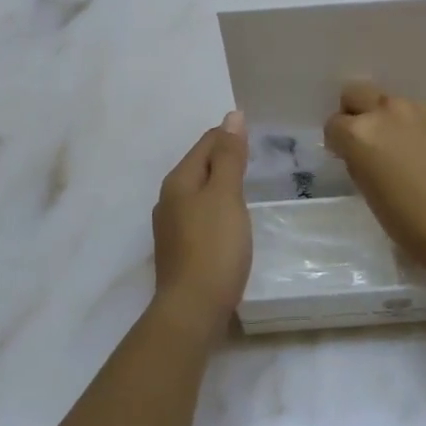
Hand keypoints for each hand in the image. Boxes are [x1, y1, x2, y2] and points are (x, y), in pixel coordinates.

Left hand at [150, 111, 251, 340]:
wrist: (192, 310)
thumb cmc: (214, 246)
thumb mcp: (226, 195)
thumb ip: (230, 156)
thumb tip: (232, 116)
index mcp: (178, 181)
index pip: (206, 143)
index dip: (230, 135)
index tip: (257, 135)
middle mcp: (168, 199)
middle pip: (200, 166)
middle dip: (225, 158)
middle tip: (257, 158)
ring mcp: (171, 227)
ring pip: (199, 192)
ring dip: (221, 185)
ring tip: (248, 186)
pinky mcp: (180, 250)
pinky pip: (201, 215)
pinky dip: (218, 208)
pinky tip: (232, 220)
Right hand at [323, 82, 425, 270]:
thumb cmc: (411, 224)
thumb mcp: (370, 194)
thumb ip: (360, 162)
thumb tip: (362, 154)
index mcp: (360, 134)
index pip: (334, 124)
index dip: (339, 141)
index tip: (347, 157)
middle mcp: (386, 112)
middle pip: (357, 93)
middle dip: (357, 113)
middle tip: (369, 142)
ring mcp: (418, 109)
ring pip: (391, 102)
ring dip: (389, 119)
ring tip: (404, 150)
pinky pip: (419, 112)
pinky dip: (416, 126)